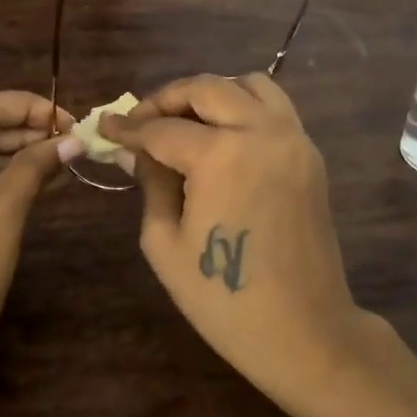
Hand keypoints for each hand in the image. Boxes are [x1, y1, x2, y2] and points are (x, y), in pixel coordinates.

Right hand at [104, 73, 366, 389]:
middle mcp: (262, 132)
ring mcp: (293, 140)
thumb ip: (151, 184)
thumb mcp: (165, 243)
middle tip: (142, 121)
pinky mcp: (310, 155)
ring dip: (211, 94)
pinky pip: (275, 109)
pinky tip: (222, 137)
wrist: (303, 331)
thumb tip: (135, 151)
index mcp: (221, 155)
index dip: (128, 128)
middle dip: (167, 98)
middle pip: (207, 88)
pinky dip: (244, 108)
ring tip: (185, 122)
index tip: (106, 127)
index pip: (162, 128)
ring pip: (249, 85)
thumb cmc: (223, 299)